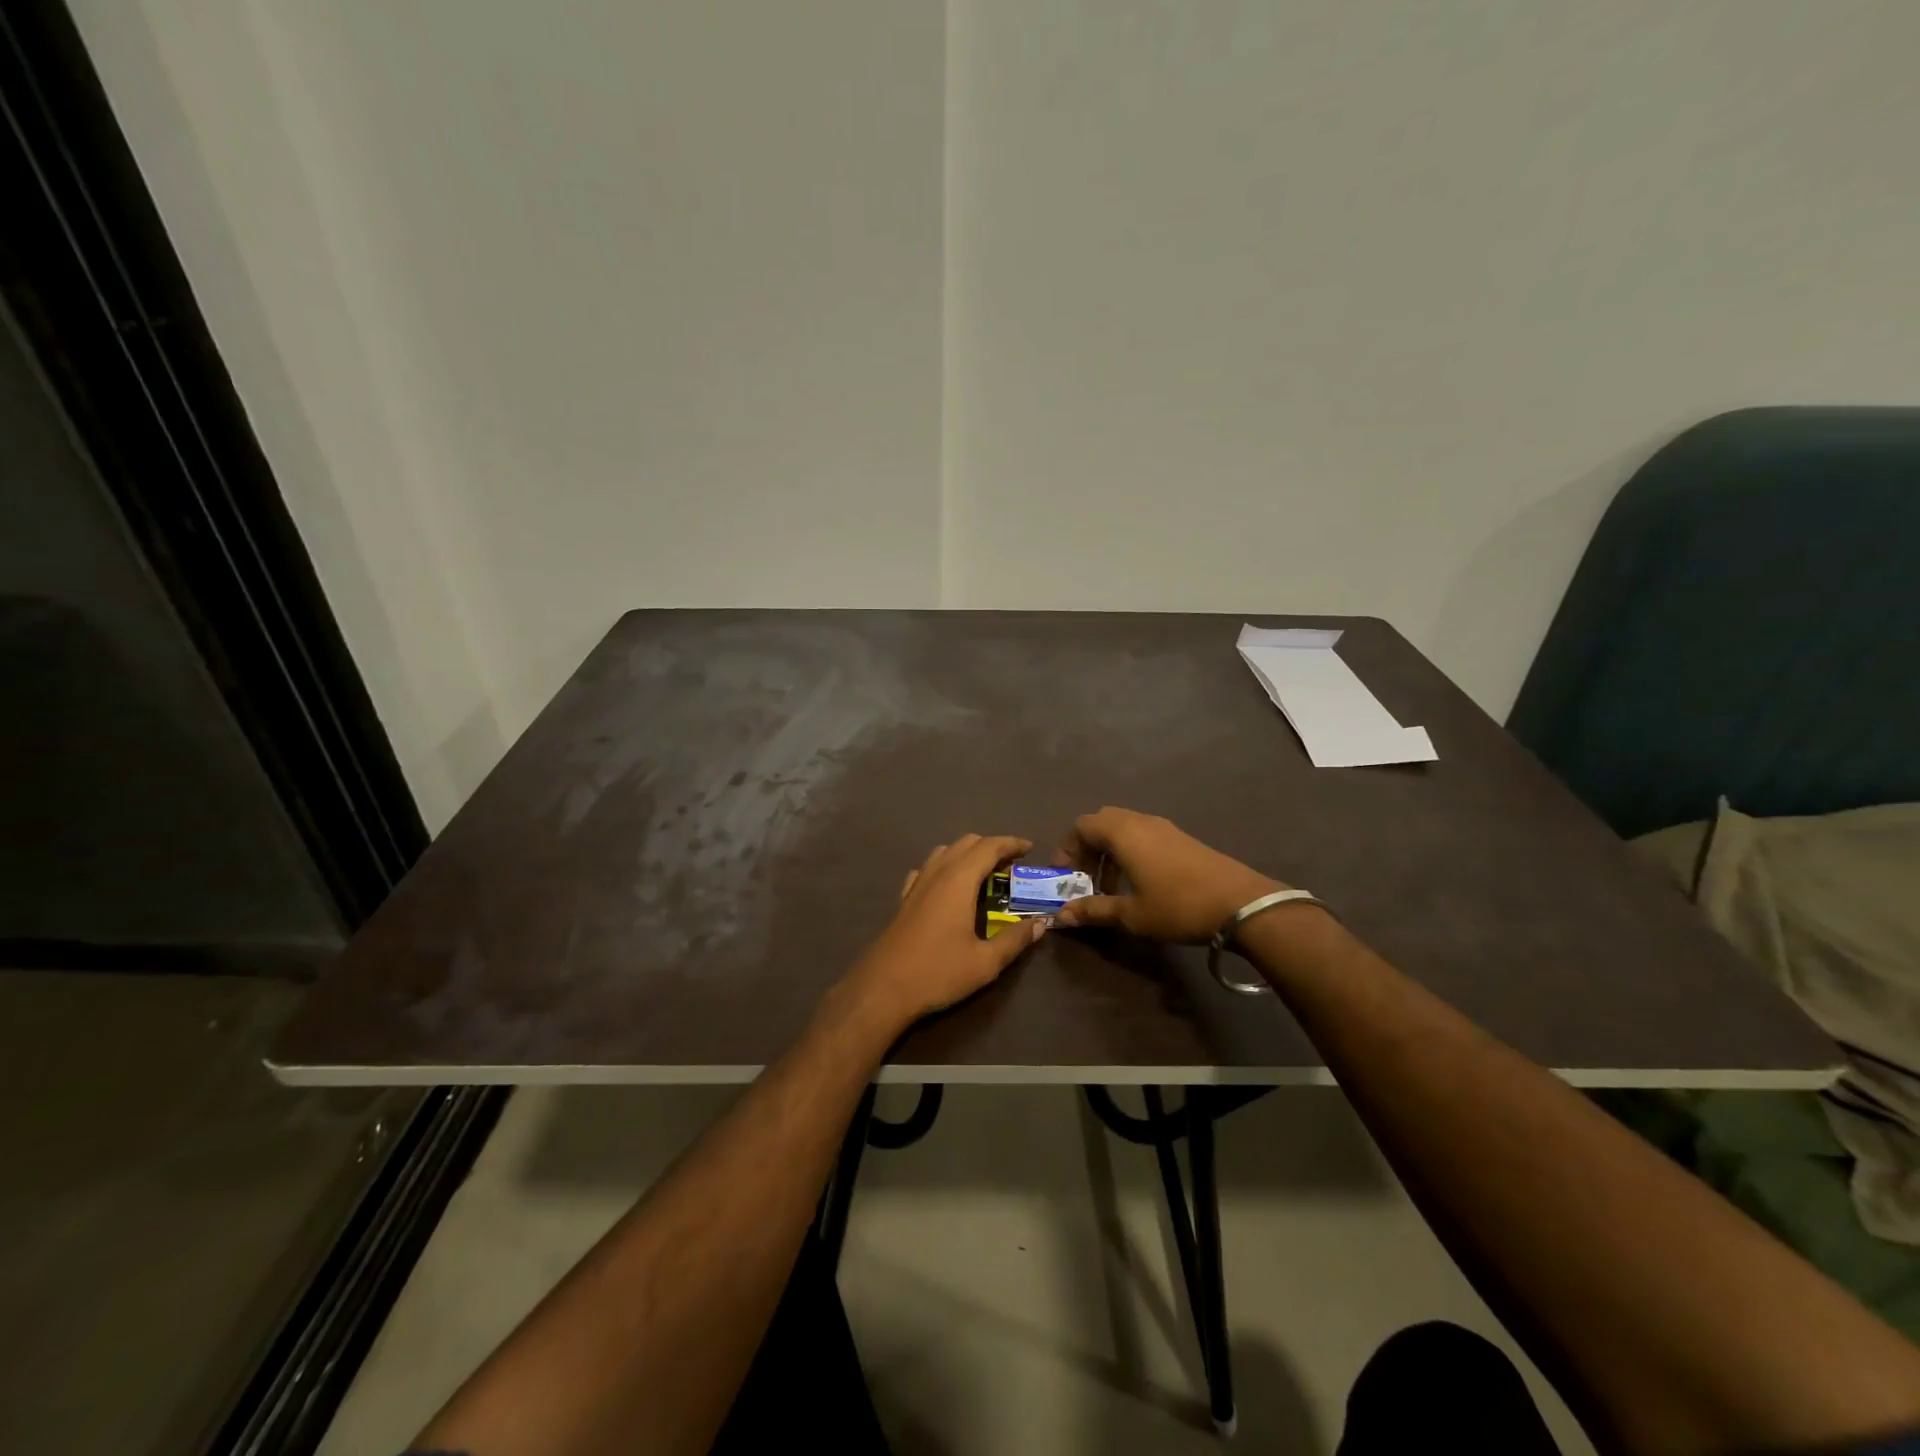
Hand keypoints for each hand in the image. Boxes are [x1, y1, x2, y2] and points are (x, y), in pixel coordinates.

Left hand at [839, 834, 1048, 1032]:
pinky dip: (945, 866)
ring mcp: (917, 884)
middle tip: (1013, 864)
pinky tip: (949, 886)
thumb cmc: (938, 972)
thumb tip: (1041, 923)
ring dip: (968, 854)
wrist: (883, 989)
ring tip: (986, 873)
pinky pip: (927, 869)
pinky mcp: (904, 899)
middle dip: (992, 846)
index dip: (1011, 843)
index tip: (1030, 849)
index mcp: (959, 881)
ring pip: (945, 852)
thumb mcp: (985, 962)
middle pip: (966, 843)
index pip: (989, 847)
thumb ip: (1015, 939)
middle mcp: (937, 873)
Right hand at [1052, 807, 1283, 941]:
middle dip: (1087, 848)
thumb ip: (1094, 911)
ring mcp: (1164, 827)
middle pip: (1101, 822)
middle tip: (1085, 878)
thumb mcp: (1132, 914)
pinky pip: (1143, 835)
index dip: (1066, 849)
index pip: (1081, 826)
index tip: (1064, 878)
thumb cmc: (1178, 906)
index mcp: (1123, 833)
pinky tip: (1139, 883)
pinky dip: (1130, 852)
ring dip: (1109, 852)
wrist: (1241, 904)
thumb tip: (1062, 916)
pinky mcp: (1182, 838)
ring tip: (1110, 887)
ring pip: (1124, 828)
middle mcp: (1140, 821)